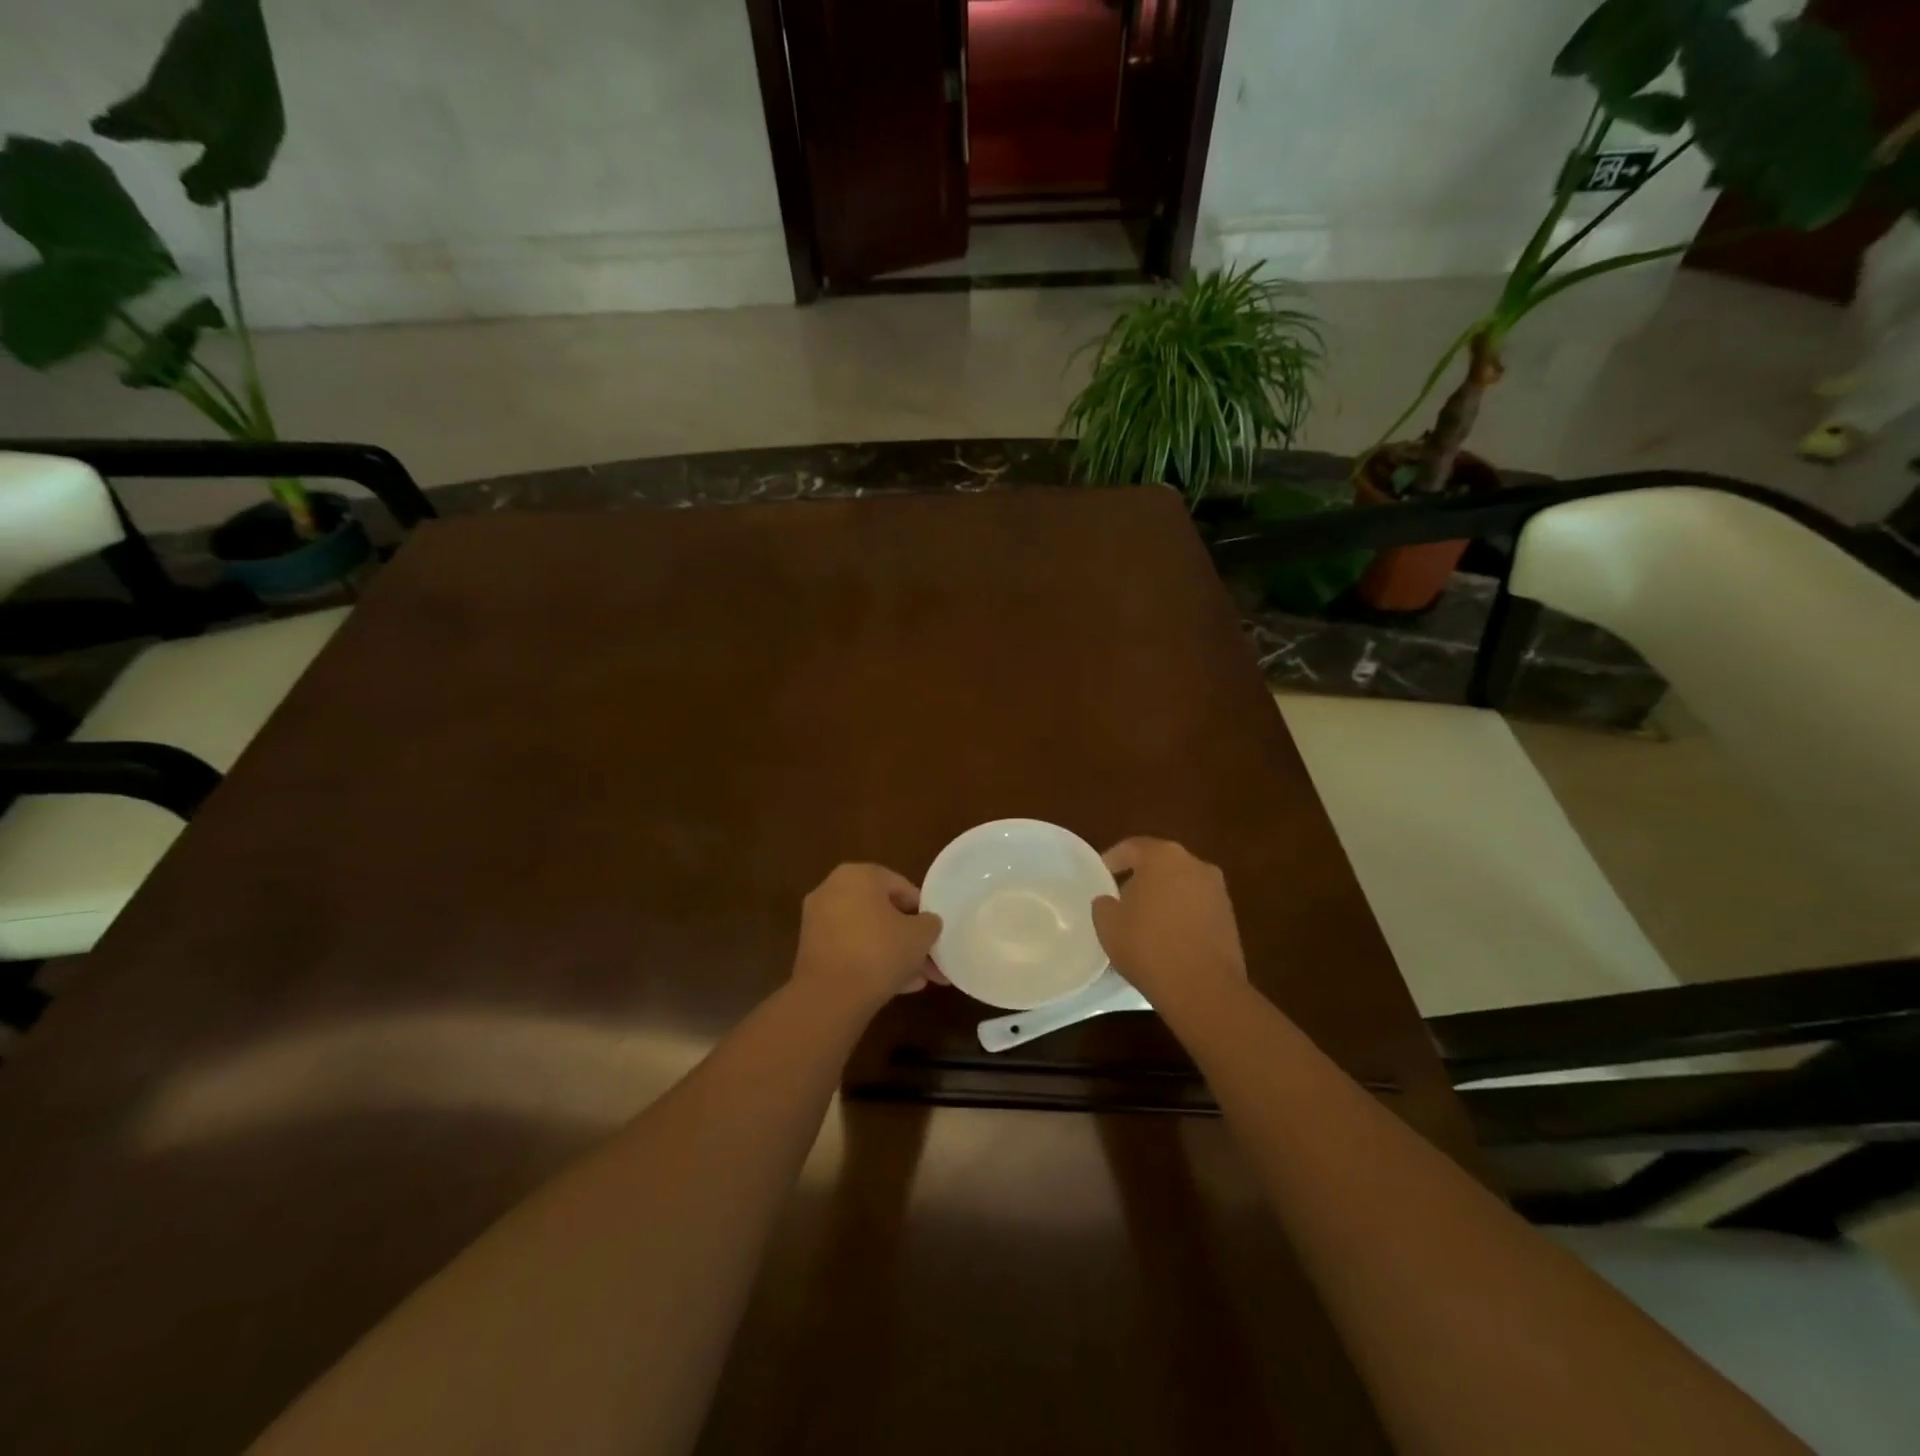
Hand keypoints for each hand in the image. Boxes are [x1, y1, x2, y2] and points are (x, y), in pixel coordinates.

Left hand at [791, 863, 944, 1014]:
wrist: (830, 996)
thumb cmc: (880, 951)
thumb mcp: (920, 935)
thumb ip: (929, 923)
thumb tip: (927, 923)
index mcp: (858, 875)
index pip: (901, 886)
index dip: (923, 911)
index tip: (935, 933)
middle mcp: (833, 890)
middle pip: (883, 912)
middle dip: (909, 938)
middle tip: (930, 959)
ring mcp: (818, 921)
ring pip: (867, 934)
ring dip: (894, 954)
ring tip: (919, 980)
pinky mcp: (811, 951)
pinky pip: (850, 950)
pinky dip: (871, 963)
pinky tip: (898, 987)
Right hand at [1092, 838, 1246, 1011]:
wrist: (1203, 987)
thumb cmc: (1148, 945)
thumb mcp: (1108, 924)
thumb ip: (1104, 904)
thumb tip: (1110, 901)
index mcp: (1163, 856)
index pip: (1132, 847)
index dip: (1112, 859)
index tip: (1100, 876)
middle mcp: (1195, 864)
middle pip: (1160, 864)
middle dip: (1140, 878)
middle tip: (1121, 898)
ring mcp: (1217, 891)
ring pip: (1181, 886)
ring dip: (1163, 898)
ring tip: (1144, 922)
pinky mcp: (1230, 918)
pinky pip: (1196, 908)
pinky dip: (1180, 916)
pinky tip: (1167, 939)